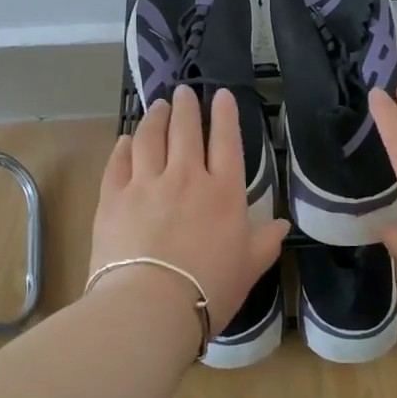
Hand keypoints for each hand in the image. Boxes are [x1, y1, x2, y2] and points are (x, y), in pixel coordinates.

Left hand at [90, 85, 288, 333]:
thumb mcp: (250, 267)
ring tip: (157, 106)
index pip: (227, 142)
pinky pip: (118, 163)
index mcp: (223, 192)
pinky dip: (124, 147)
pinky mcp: (114, 198)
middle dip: (186, 107)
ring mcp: (146, 184)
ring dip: (155, 118)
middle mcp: (186, 177)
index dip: (225, 115)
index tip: (221, 94)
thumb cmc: (210, 288)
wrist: (150, 305)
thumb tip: (282, 225)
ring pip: (150, 138)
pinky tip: (126, 140)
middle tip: (184, 92)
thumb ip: (265, 241)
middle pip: (186, 131)